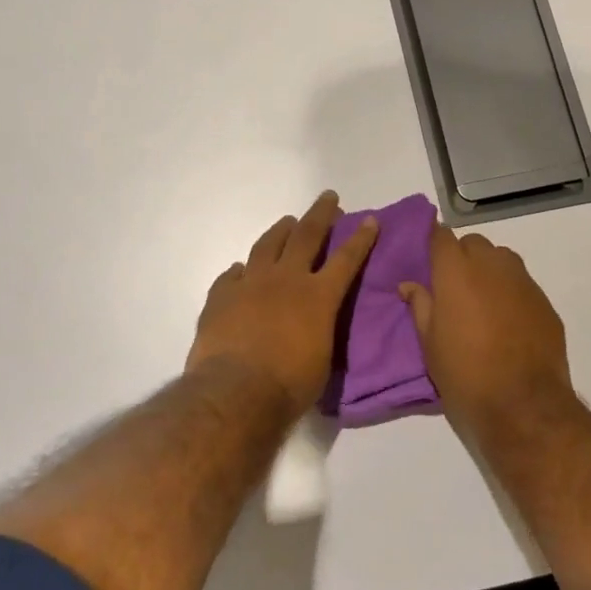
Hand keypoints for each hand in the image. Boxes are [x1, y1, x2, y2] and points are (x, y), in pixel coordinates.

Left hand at [187, 190, 378, 416]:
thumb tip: (313, 324)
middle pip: (306, 235)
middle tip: (328, 197)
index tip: (369, 219)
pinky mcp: (221, 295)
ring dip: (281, 230)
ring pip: (267, 244)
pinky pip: (232, 275)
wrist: (236, 392)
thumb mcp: (322, 358)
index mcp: (318, 296)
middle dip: (321, 214)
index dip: (360, 238)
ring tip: (288, 221)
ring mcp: (251, 283)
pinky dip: (241, 270)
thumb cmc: (289, 385)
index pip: (346, 259)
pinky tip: (241, 270)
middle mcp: (286, 279)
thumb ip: (319, 330)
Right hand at [400, 226, 571, 426]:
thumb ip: (420, 306)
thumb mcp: (430, 344)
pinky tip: (508, 320)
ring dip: (489, 269)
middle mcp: (491, 265)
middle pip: (473, 243)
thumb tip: (409, 285)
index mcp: (455, 271)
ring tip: (482, 301)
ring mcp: (522, 281)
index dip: (433, 243)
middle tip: (453, 287)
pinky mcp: (544, 300)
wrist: (524, 404)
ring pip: (501, 258)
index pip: (440, 235)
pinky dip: (511, 291)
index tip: (428, 258)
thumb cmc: (465, 373)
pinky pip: (522, 283)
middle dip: (462, 256)